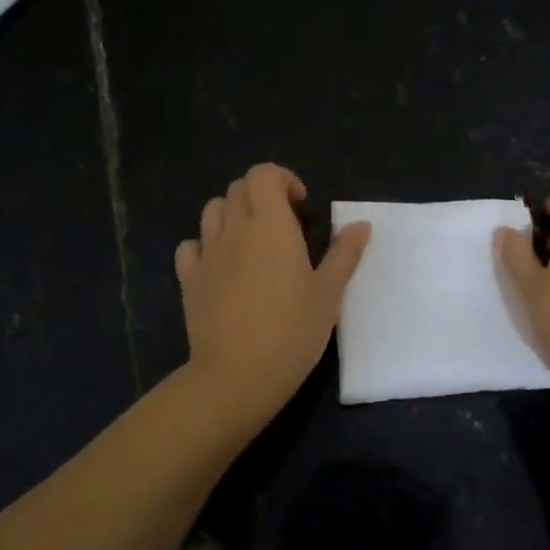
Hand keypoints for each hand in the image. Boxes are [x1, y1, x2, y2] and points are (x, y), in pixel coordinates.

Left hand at [175, 164, 370, 427]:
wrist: (238, 375)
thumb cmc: (292, 331)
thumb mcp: (329, 293)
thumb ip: (344, 253)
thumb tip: (360, 224)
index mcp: (270, 226)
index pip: (263, 175)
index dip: (282, 179)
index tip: (301, 206)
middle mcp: (234, 230)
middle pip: (238, 188)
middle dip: (261, 195)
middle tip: (284, 225)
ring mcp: (207, 254)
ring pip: (212, 210)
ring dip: (233, 213)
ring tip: (252, 241)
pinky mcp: (189, 279)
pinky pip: (191, 246)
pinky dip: (205, 244)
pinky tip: (221, 265)